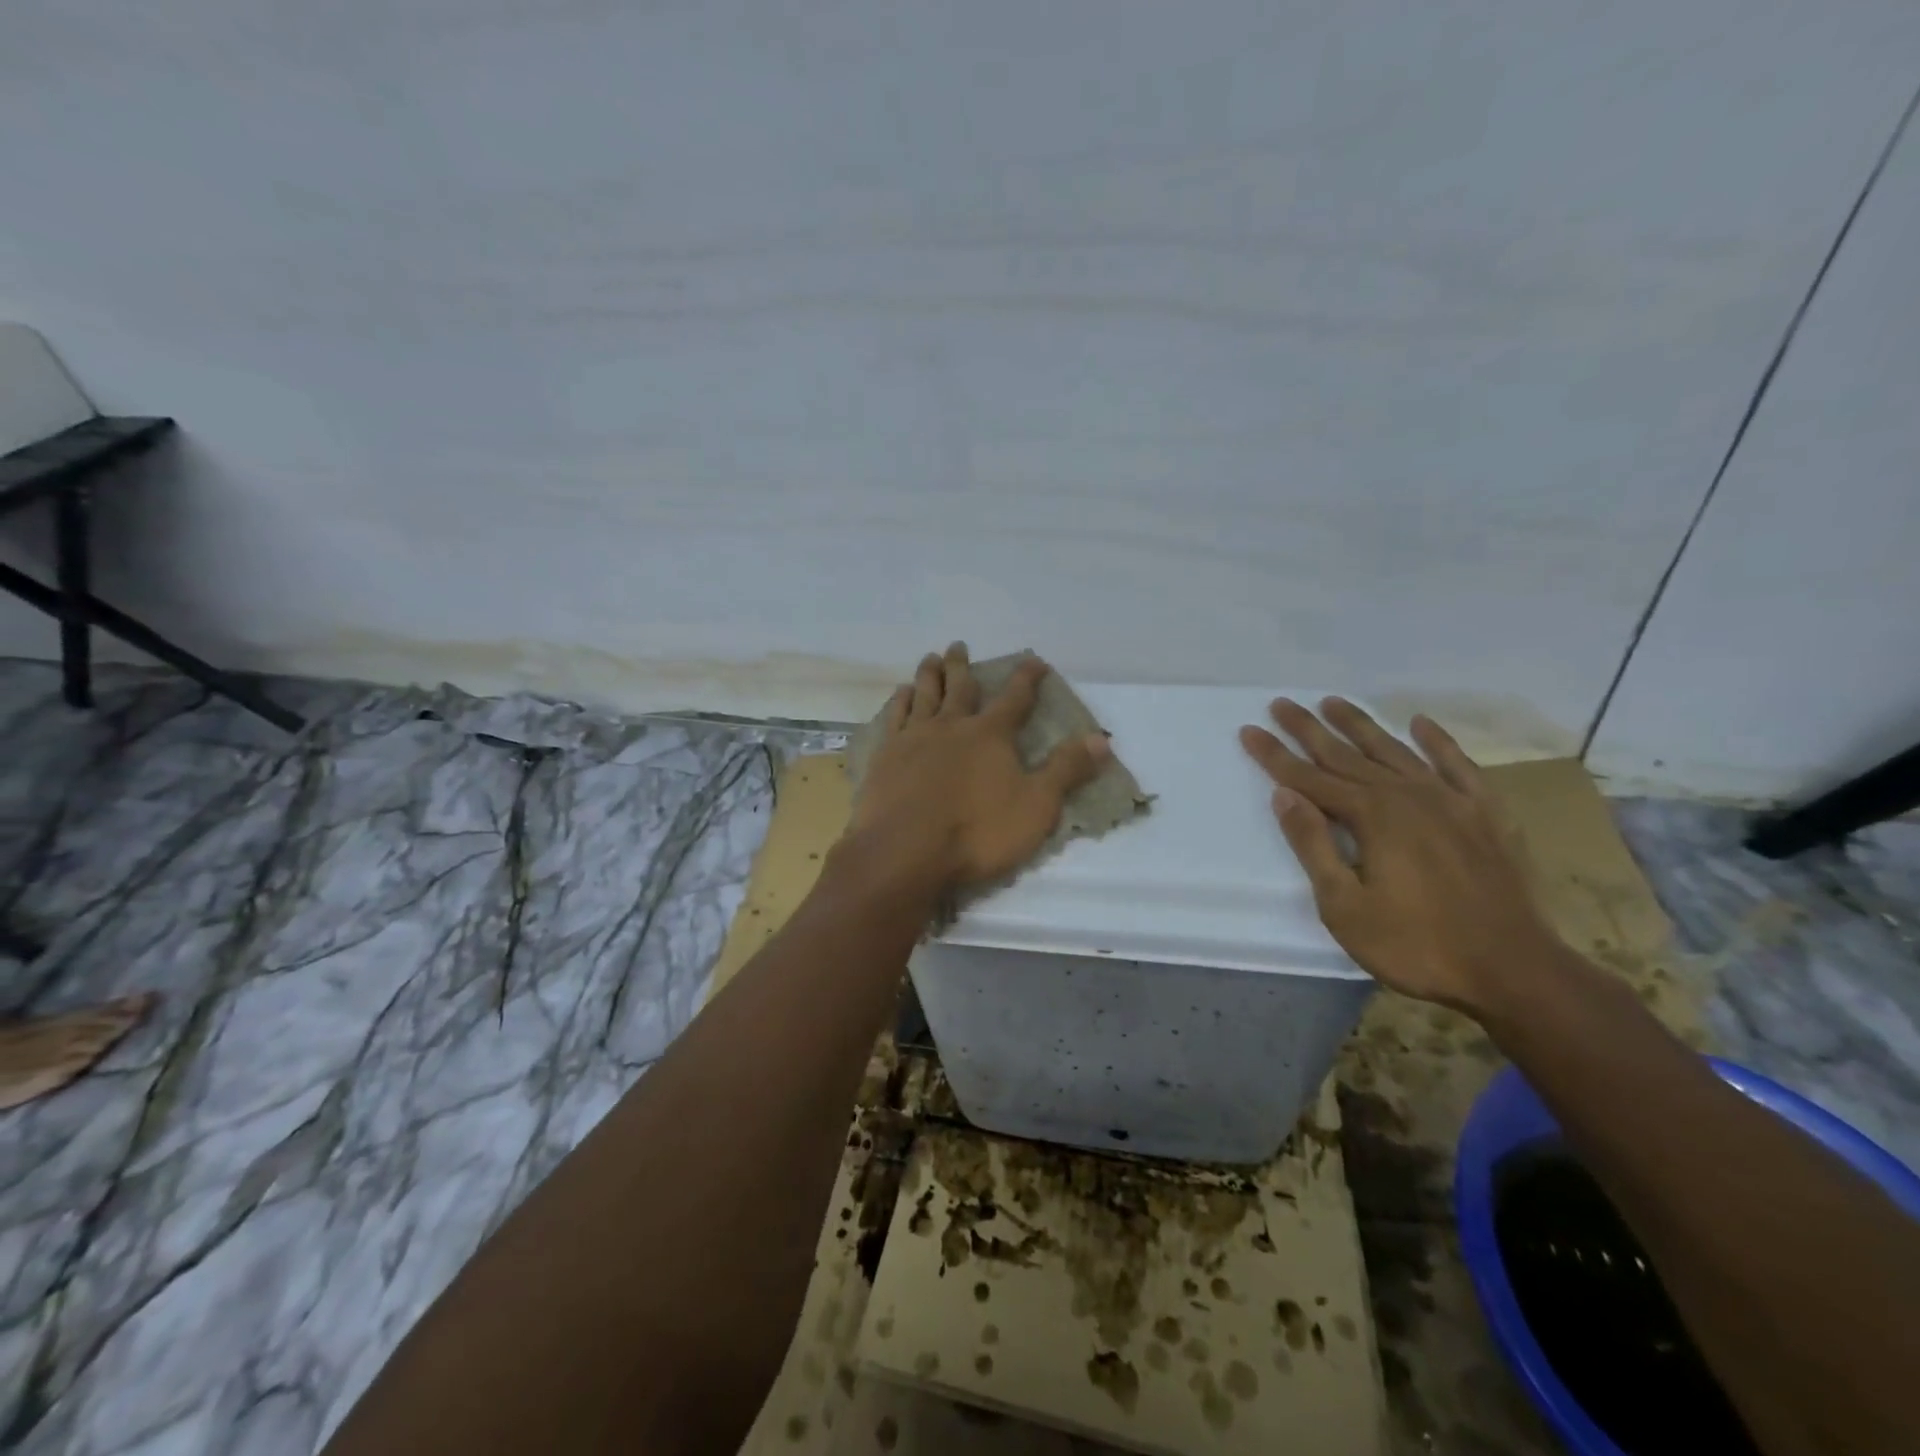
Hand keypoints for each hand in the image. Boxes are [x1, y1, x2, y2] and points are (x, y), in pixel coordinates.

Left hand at [846, 644, 1111, 892]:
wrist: (905, 851)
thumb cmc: (977, 832)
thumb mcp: (1036, 806)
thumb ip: (1066, 770)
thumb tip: (1101, 738)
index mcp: (990, 735)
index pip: (1015, 698)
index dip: (1027, 678)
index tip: (1034, 660)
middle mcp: (952, 726)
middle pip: (960, 688)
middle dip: (963, 666)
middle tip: (958, 645)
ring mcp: (914, 739)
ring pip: (924, 695)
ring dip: (929, 675)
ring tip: (931, 659)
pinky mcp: (886, 756)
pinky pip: (894, 718)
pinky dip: (900, 702)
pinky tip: (901, 695)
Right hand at [1239, 698, 1560, 1012]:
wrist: (1515, 971)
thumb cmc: (1417, 945)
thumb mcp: (1345, 906)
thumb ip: (1314, 845)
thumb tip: (1284, 796)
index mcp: (1372, 817)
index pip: (1309, 779)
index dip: (1275, 755)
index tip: (1249, 730)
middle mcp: (1408, 796)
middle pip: (1346, 756)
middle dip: (1309, 730)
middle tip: (1281, 704)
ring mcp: (1451, 801)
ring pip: (1395, 752)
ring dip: (1360, 726)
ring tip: (1333, 702)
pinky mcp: (1486, 815)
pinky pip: (1457, 766)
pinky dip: (1437, 742)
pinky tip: (1420, 724)